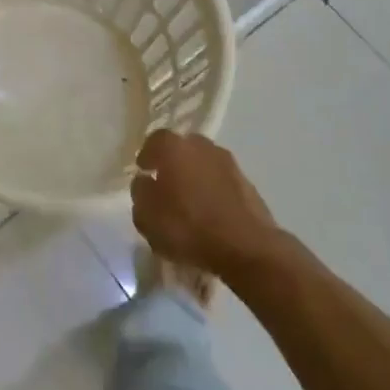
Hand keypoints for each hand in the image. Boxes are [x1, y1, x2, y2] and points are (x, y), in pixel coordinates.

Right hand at [131, 130, 278, 278]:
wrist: (248, 249)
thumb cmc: (188, 228)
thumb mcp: (146, 217)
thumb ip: (141, 193)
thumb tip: (146, 181)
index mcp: (174, 148)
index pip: (155, 140)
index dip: (147, 155)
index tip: (144, 171)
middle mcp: (202, 147)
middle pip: (183, 148)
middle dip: (173, 163)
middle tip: (166, 185)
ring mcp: (229, 164)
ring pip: (205, 164)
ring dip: (196, 177)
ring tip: (190, 203)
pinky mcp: (249, 185)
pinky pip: (222, 182)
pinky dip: (214, 192)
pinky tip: (211, 214)